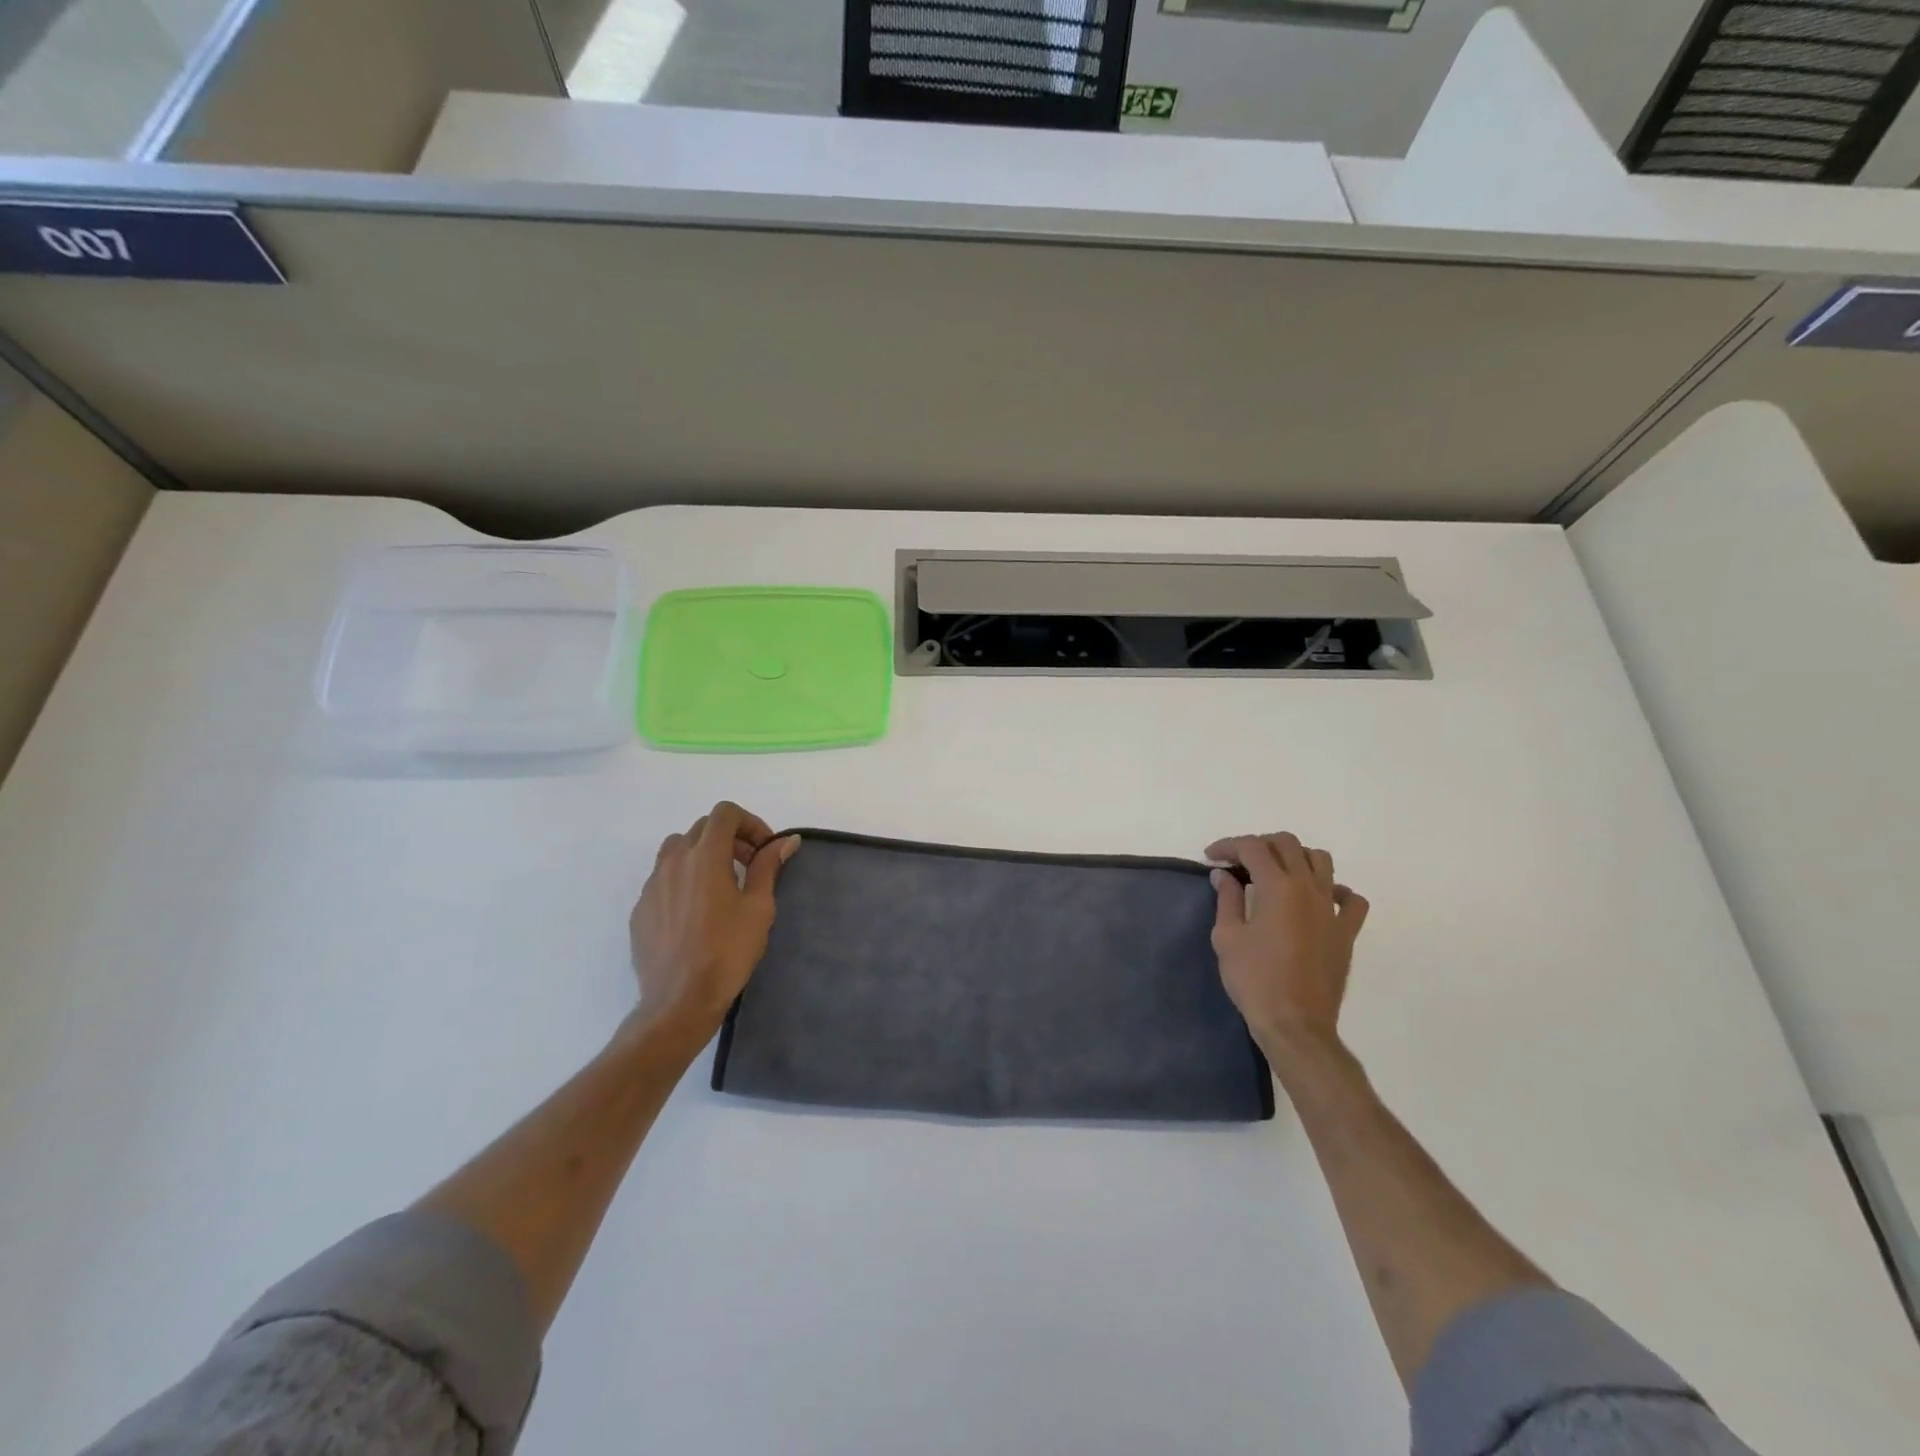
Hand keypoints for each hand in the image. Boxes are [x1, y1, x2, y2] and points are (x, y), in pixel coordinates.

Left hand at [628, 802, 799, 1036]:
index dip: (750, 823)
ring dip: (702, 855)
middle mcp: (673, 862)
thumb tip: (786, 840)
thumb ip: (768, 866)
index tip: (764, 850)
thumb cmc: (727, 952)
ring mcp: (652, 885)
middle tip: (750, 867)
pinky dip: (684, 880)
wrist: (679, 1001)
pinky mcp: (641, 909)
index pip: (725, 813)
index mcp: (705, 856)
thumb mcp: (759, 907)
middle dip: (730, 839)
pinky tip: (697, 913)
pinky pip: (663, 879)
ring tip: (721, 886)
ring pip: (677, 850)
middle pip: (702, 828)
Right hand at [1206, 832, 1369, 1059]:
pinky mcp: (1346, 932)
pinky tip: (1318, 899)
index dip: (1228, 846)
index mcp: (1278, 887)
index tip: (1211, 857)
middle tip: (1239, 861)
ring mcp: (1332, 909)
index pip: (1252, 848)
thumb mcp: (1227, 937)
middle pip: (1288, 844)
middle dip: (1260, 844)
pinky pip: (1350, 899)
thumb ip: (1227, 899)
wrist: (1295, 1024)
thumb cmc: (1254, 980)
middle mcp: (1309, 889)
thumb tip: (1224, 875)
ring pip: (1321, 861)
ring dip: (1296, 858)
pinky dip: (1334, 890)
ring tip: (1276, 872)